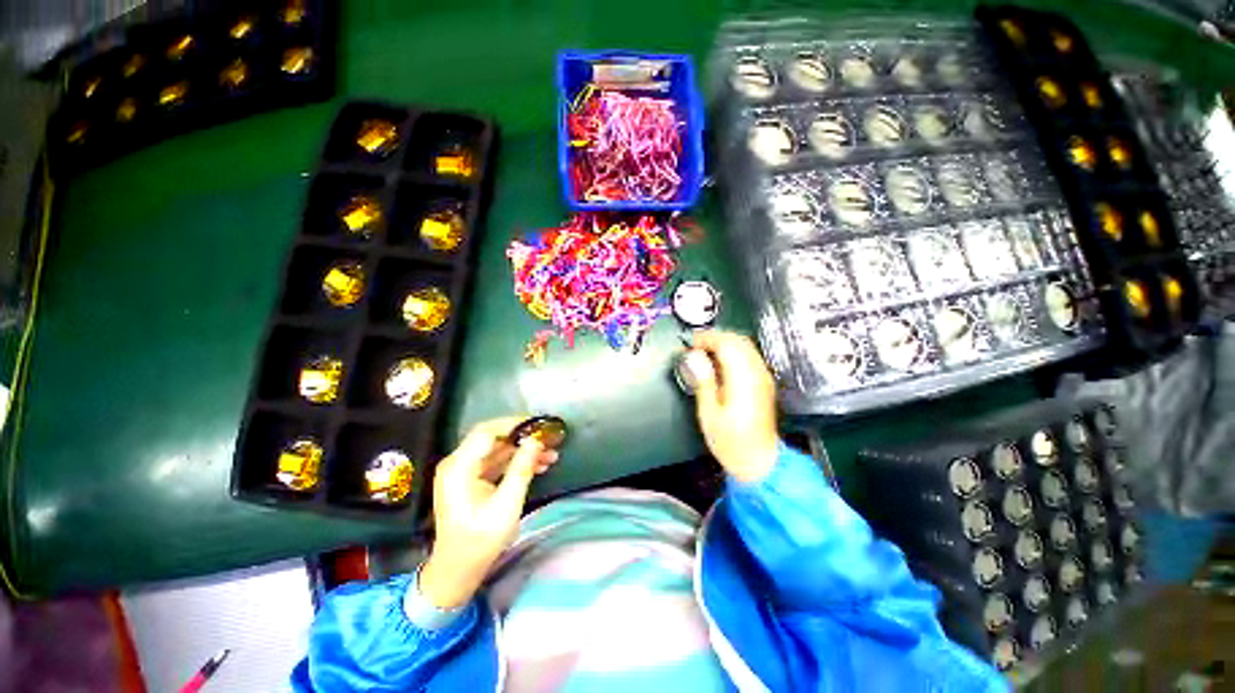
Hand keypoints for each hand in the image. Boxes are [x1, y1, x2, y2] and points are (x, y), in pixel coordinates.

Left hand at [420, 418, 558, 608]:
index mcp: (459, 467)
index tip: (539, 426)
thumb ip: (521, 469)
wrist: (458, 570)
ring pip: (498, 451)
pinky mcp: (471, 480)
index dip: (514, 424)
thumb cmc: (481, 539)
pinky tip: (539, 465)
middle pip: (493, 439)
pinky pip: (496, 463)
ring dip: (523, 451)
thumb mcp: (507, 504)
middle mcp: (458, 464)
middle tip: (549, 438)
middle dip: (523, 438)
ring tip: (551, 454)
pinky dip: (516, 462)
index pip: (487, 432)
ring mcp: (463, 472)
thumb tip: (536, 440)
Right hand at [688, 330, 778, 483]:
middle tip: (694, 346)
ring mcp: (763, 377)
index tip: (690, 343)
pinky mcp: (764, 382)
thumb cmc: (731, 443)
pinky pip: (749, 356)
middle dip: (714, 337)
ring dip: (723, 343)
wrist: (760, 462)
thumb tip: (695, 357)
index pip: (727, 344)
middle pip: (738, 340)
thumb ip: (703, 381)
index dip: (706, 338)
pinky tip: (718, 363)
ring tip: (703, 352)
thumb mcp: (709, 414)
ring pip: (745, 345)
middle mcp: (757, 374)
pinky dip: (732, 352)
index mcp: (743, 380)